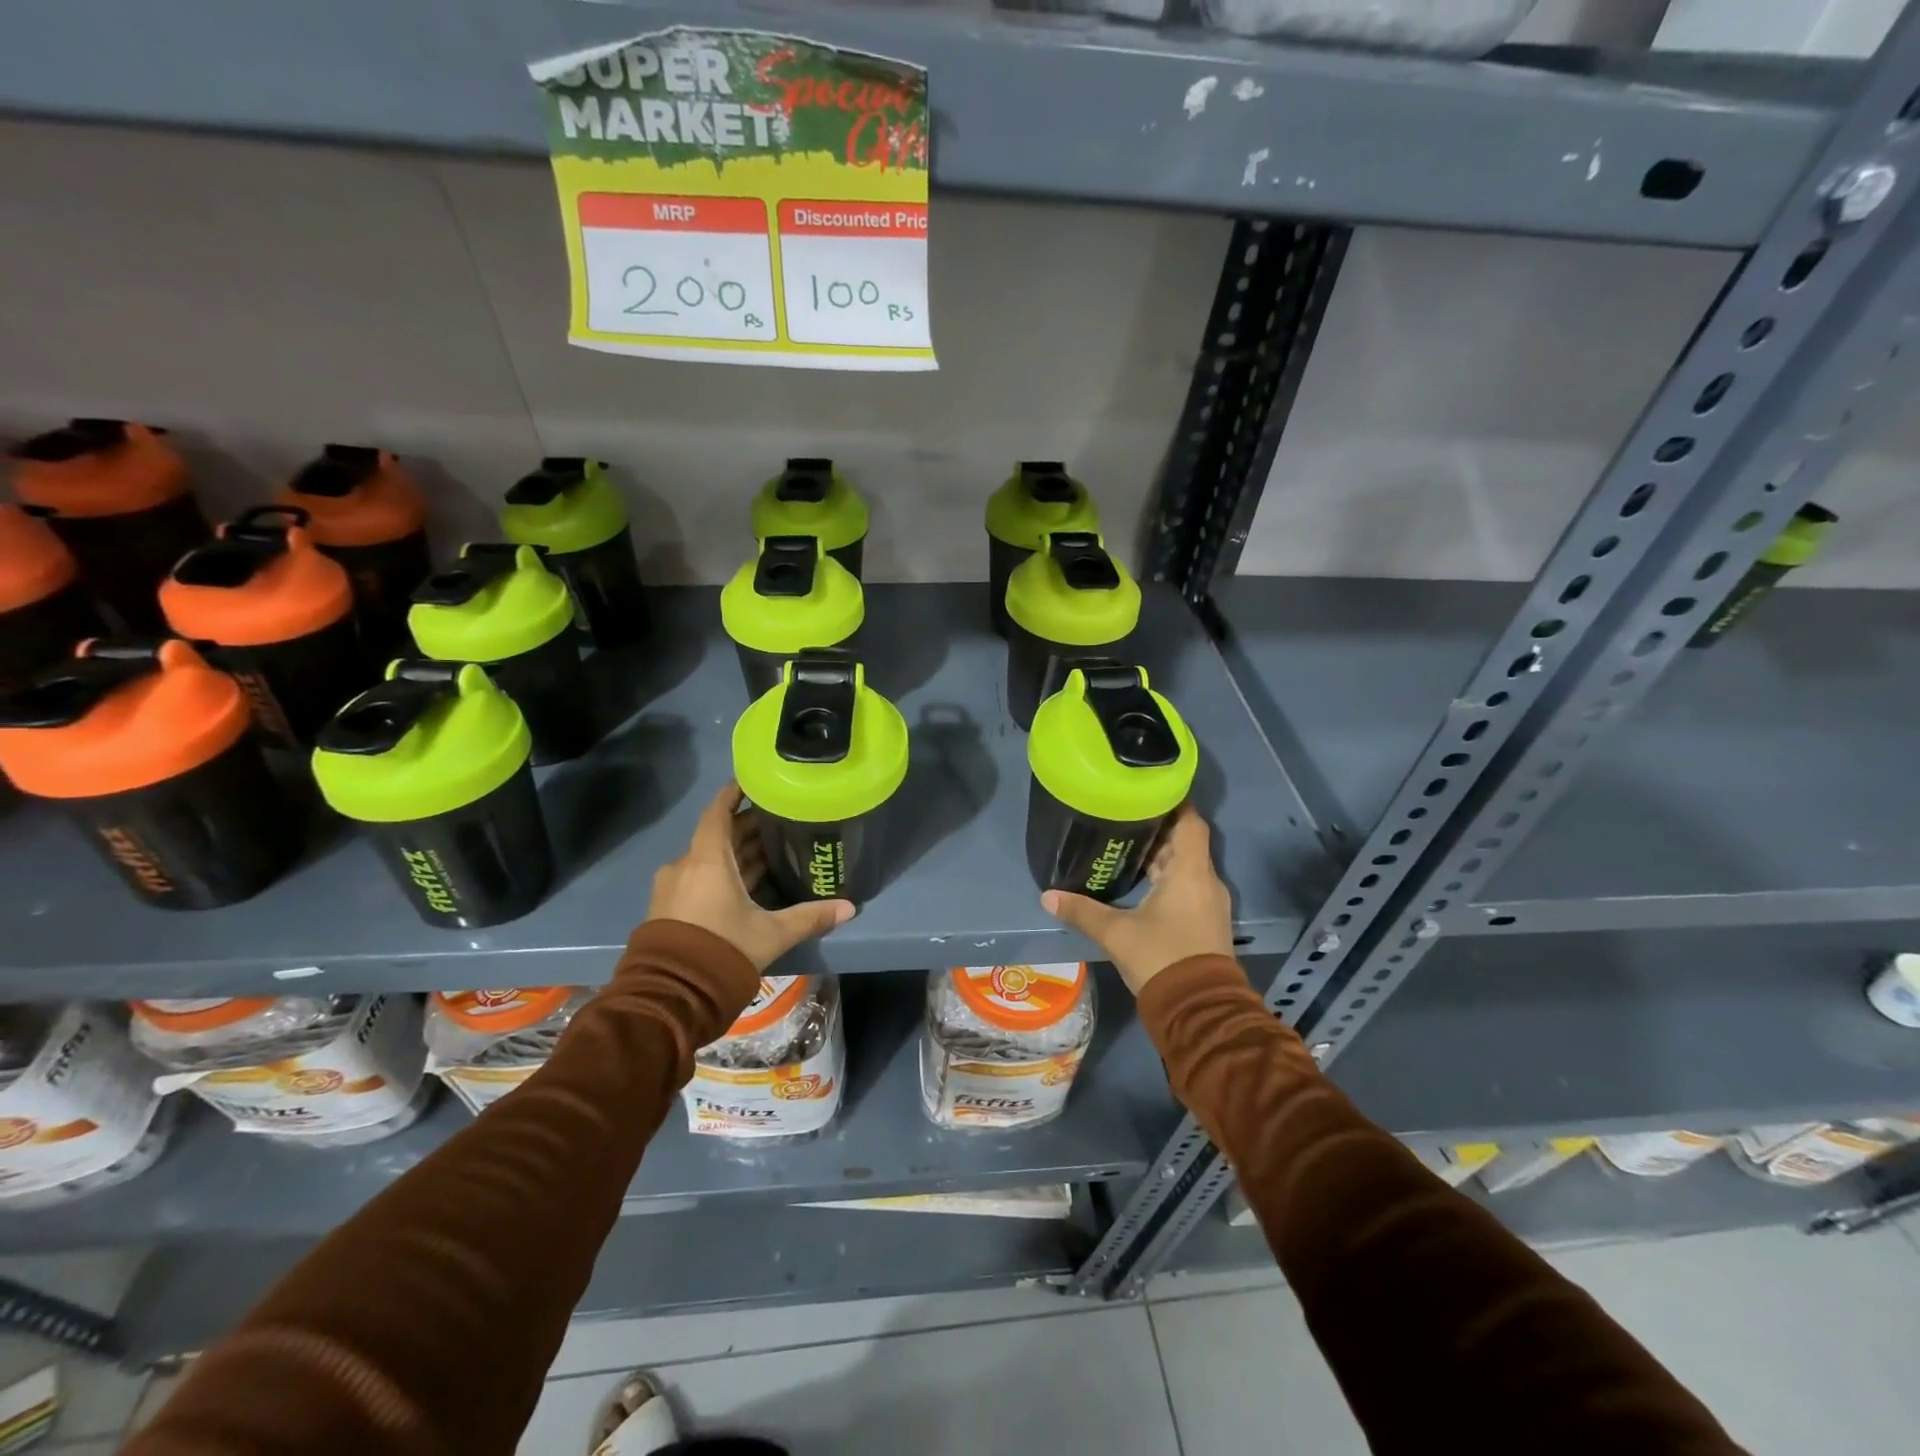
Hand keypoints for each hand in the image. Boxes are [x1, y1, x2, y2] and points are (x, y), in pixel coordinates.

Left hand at [649, 782, 854, 970]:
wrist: (671, 995)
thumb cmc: (722, 950)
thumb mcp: (771, 934)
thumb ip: (810, 917)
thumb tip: (849, 908)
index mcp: (707, 860)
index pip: (718, 812)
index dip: (734, 794)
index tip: (754, 782)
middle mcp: (685, 866)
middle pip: (717, 835)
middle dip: (746, 828)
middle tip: (778, 822)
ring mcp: (673, 888)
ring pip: (708, 859)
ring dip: (735, 854)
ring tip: (769, 851)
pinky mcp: (668, 908)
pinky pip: (698, 878)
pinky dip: (721, 873)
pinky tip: (746, 883)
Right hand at [1041, 804, 1233, 994]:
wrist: (1199, 1010)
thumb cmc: (1162, 958)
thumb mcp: (1116, 934)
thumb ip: (1082, 911)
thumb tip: (1047, 895)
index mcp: (1190, 872)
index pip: (1190, 821)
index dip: (1173, 802)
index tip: (1146, 791)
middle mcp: (1206, 881)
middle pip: (1185, 842)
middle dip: (1156, 829)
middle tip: (1123, 817)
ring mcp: (1209, 902)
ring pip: (1185, 866)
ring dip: (1160, 856)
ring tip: (1125, 845)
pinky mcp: (1205, 921)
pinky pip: (1187, 885)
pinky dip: (1166, 877)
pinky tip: (1139, 882)